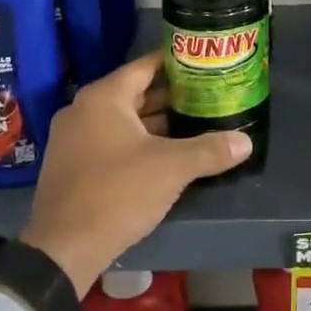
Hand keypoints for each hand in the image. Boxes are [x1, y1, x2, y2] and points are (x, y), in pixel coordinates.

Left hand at [20, 52, 251, 293]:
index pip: (145, 66)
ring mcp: (73, 139)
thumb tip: (246, 142)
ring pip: (122, 120)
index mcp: (104, 98)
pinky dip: (136, 142)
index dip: (175, 63)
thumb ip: (210, 150)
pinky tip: (164, 154)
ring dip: (155, 122)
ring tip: (193, 123)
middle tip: (206, 95)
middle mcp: (83, 110)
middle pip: (134, 93)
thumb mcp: (172, 168)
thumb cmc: (118, 192)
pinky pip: (109, 141)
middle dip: (170, 96)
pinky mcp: (71, 165)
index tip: (202, 63)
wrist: (64, 247)